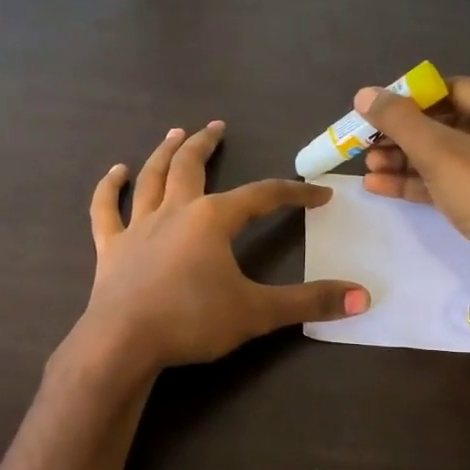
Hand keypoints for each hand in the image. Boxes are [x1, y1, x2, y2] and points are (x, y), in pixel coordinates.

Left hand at [75, 122, 368, 372]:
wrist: (123, 343)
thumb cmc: (192, 322)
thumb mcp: (257, 313)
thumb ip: (309, 303)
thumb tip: (363, 297)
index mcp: (213, 219)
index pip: (262, 196)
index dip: (294, 193)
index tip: (318, 194)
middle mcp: (175, 212)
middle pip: (192, 167)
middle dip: (207, 145)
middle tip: (217, 127)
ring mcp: (138, 227)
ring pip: (152, 178)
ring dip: (164, 153)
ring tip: (175, 134)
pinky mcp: (111, 247)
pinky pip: (106, 209)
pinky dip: (109, 188)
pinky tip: (115, 173)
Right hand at [358, 77, 469, 260]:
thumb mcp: (439, 152)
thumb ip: (399, 120)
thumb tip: (363, 94)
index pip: (452, 90)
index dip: (411, 98)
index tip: (376, 110)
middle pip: (443, 124)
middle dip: (401, 135)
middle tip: (365, 143)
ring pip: (440, 155)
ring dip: (402, 160)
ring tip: (368, 167)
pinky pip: (444, 180)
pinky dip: (414, 181)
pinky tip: (377, 185)